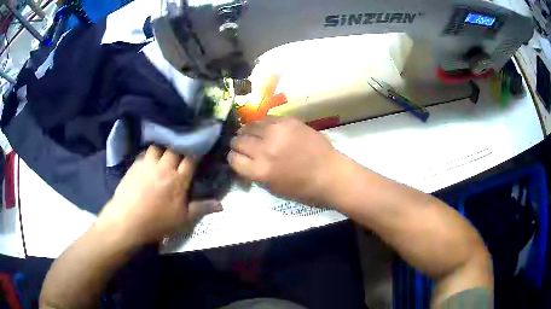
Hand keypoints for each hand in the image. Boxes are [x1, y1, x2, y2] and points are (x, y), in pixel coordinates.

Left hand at [96, 145, 221, 244]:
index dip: (197, 151)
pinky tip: (150, 160)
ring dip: (163, 148)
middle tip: (182, 149)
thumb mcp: (182, 219)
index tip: (200, 149)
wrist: (127, 221)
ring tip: (164, 153)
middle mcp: (164, 167)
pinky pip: (145, 153)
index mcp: (178, 180)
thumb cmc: (157, 222)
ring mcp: (148, 164)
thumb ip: (201, 208)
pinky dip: (150, 154)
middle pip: (175, 148)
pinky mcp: (135, 165)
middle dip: (180, 146)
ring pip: (158, 146)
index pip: (191, 158)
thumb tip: (222, 206)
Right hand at [228, 116, 341, 205]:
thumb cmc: (303, 188)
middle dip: (238, 144)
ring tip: (253, 135)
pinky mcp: (288, 120)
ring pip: (248, 126)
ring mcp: (276, 132)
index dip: (233, 158)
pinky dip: (262, 125)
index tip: (237, 157)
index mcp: (260, 171)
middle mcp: (264, 149)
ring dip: (248, 132)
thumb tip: (241, 160)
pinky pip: (265, 118)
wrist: (330, 173)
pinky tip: (267, 129)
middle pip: (237, 141)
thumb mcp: (272, 188)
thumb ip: (253, 173)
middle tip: (244, 146)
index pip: (233, 159)